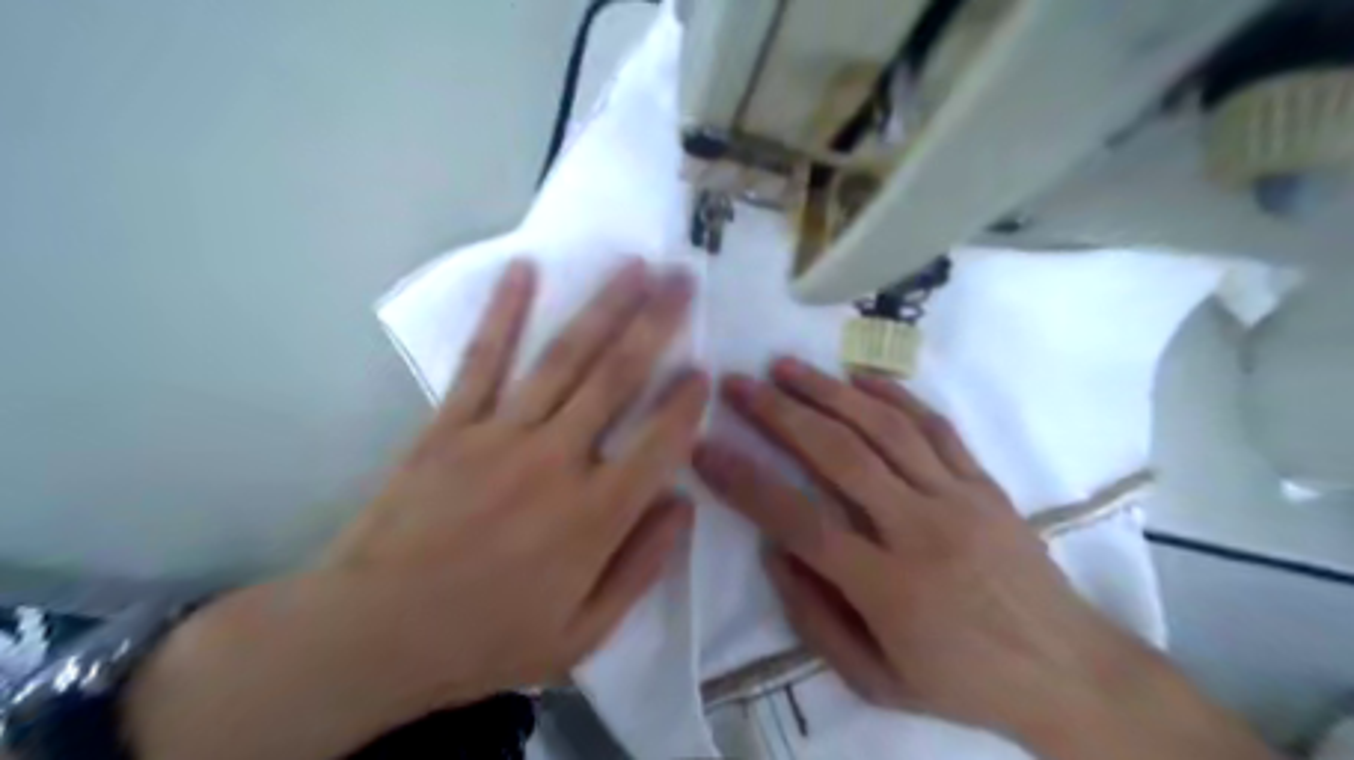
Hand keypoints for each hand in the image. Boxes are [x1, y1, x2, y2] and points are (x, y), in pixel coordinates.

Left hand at [325, 257, 710, 702]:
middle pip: (617, 378)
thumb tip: (683, 505)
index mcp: (594, 516)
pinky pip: (481, 360)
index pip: (659, 442)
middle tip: (682, 279)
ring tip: (633, 266)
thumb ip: (642, 567)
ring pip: (563, 358)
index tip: (704, 367)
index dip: (687, 401)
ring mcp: (499, 435)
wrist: (370, 635)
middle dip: (657, 323)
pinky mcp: (449, 425)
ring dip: (603, 306)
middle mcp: (555, 461)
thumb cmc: (485, 640)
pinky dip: (504, 312)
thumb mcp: (582, 634)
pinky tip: (523, 270)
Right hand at [691, 356, 1276, 758]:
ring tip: (786, 367)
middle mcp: (920, 530)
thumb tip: (773, 552)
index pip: (800, 522)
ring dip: (829, 392)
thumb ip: (815, 617)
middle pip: (839, 456)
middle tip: (740, 385)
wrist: (1069, 671)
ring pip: (883, 429)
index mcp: (889, 587)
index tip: (707, 449)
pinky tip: (859, 379)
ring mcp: (958, 499)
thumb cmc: (962, 683)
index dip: (747, 483)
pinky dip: (895, 397)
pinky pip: (936, 428)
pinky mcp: (984, 484)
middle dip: (780, 414)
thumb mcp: (875, 681)